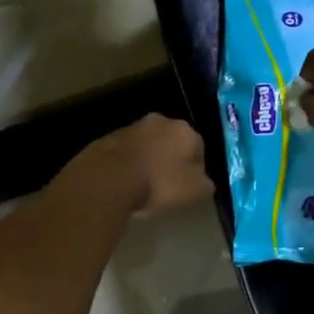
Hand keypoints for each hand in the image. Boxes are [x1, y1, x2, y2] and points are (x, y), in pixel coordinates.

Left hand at [76, 113, 211, 217]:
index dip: (195, 169)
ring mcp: (131, 127)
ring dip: (148, 161)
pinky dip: (128, 165)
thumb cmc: (159, 184)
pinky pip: (126, 153)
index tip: (188, 187)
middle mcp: (160, 121)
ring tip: (143, 187)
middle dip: (170, 160)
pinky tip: (125, 184)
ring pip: (147, 146)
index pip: (198, 148)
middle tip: (167, 186)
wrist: (109, 179)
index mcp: (185, 130)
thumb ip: (205, 184)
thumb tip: (203, 182)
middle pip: (171, 143)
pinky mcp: (108, 138)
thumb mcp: (195, 192)